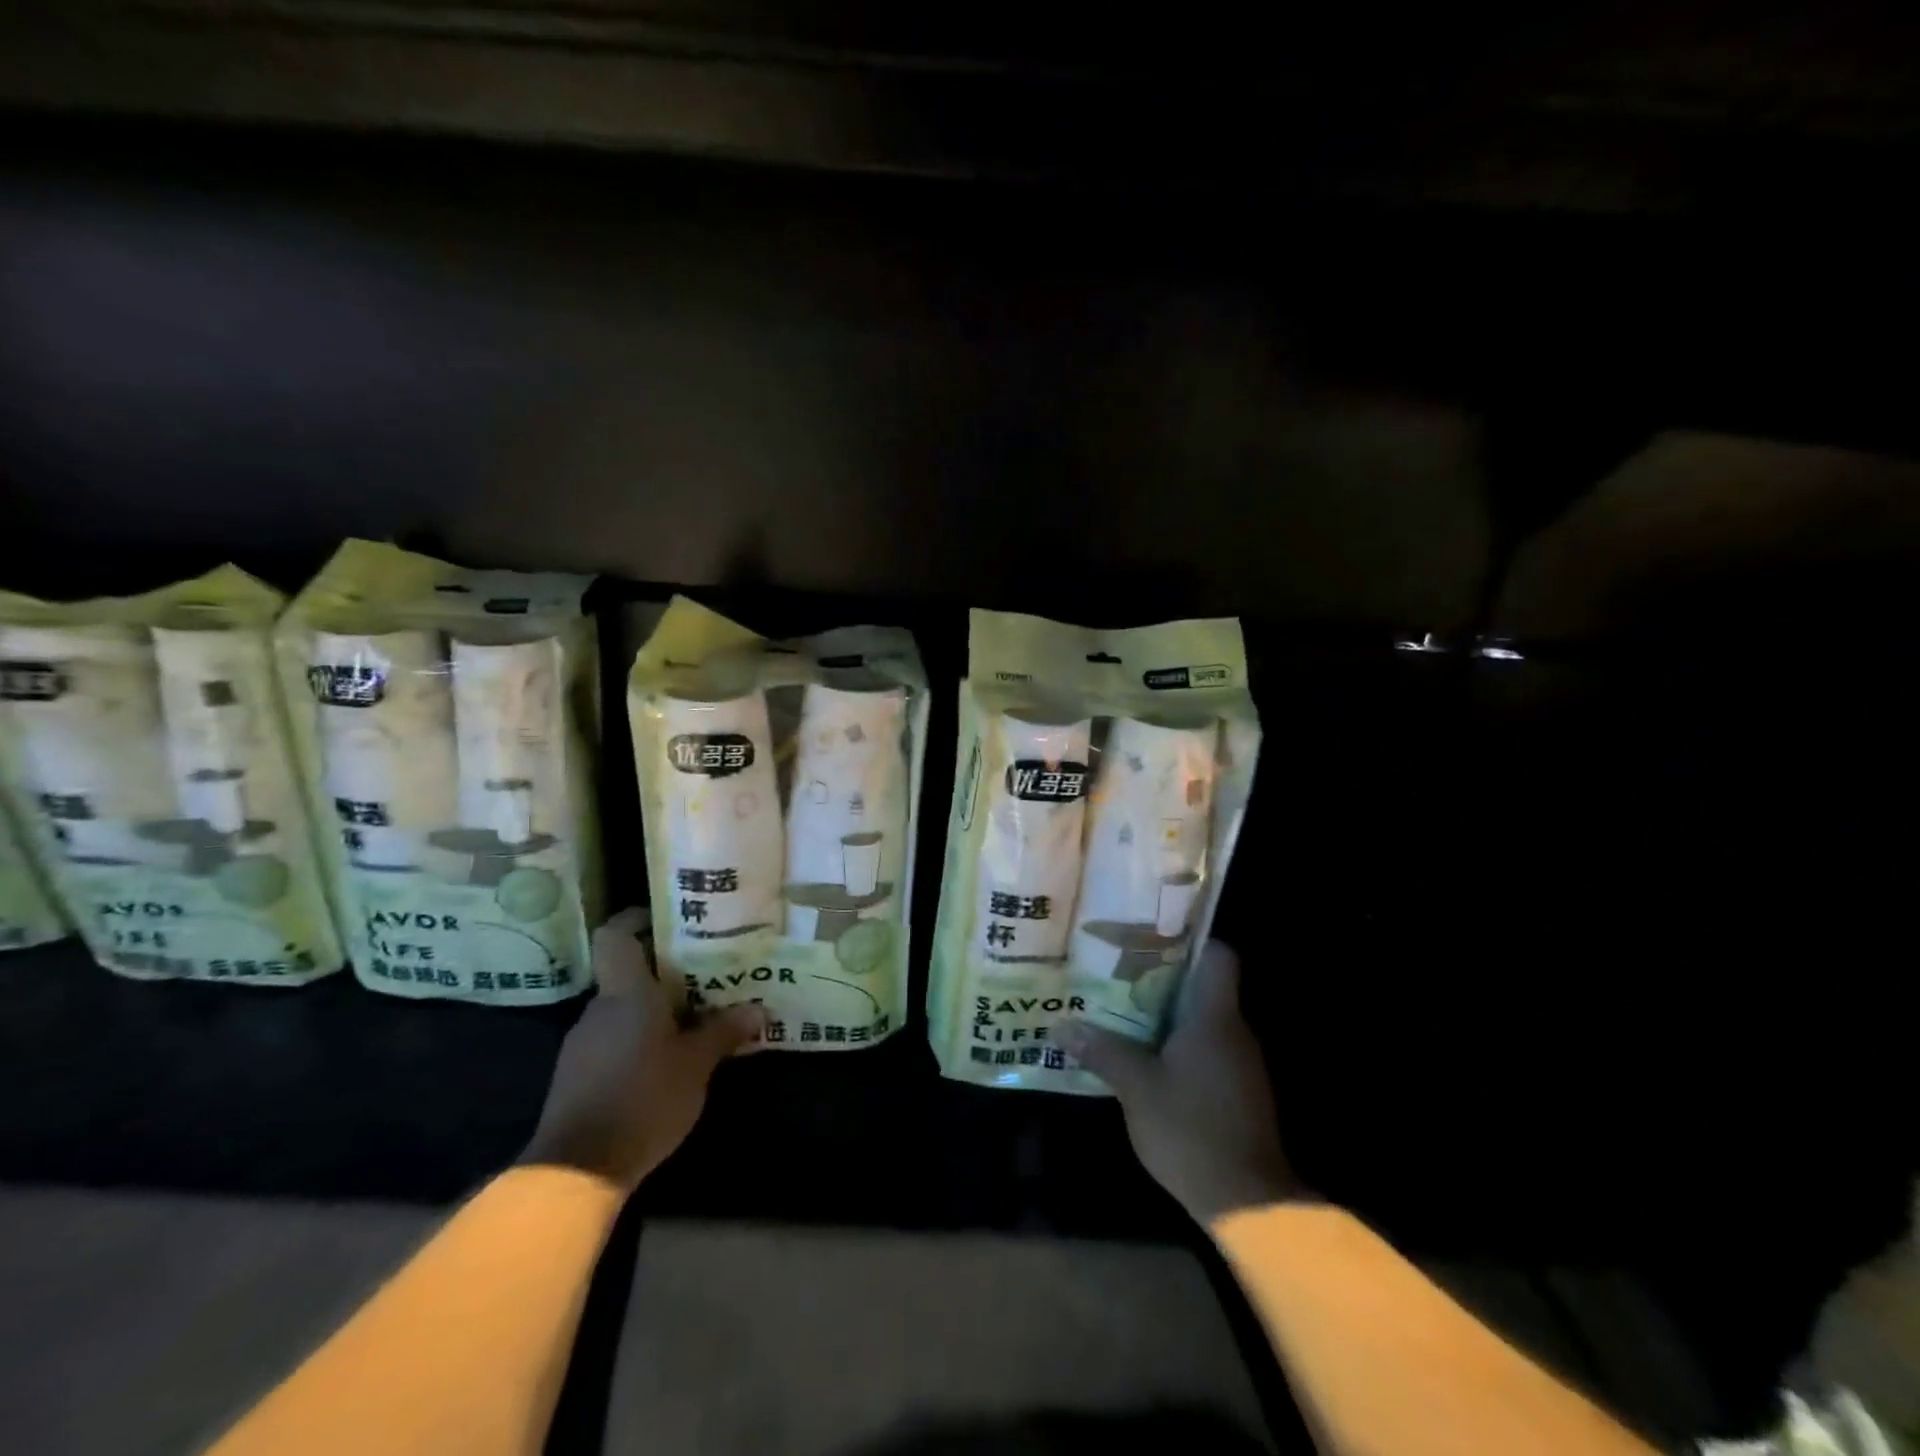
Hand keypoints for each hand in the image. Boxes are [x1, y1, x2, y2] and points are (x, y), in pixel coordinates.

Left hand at [520, 907, 765, 1190]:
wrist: (577, 1169)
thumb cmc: (643, 1098)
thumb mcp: (696, 1064)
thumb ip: (724, 1032)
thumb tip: (758, 1010)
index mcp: (626, 992)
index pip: (617, 934)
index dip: (637, 919)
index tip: (669, 919)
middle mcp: (600, 1008)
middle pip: (628, 972)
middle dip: (664, 972)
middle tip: (705, 974)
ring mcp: (583, 1042)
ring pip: (623, 1009)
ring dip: (653, 1010)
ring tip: (694, 1019)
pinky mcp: (577, 1074)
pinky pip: (613, 1039)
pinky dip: (638, 1039)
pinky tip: (665, 1060)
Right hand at [1055, 942, 1301, 1225]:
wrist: (1247, 1202)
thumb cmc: (1191, 1129)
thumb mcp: (1136, 1088)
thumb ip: (1102, 1051)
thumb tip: (1061, 1025)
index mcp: (1214, 1017)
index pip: (1218, 956)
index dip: (1190, 939)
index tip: (1151, 934)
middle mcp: (1233, 1031)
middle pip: (1203, 986)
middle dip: (1162, 976)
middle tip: (1118, 969)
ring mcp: (1240, 1063)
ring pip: (1202, 1019)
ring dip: (1168, 1013)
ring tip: (1122, 1006)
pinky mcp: (1238, 1091)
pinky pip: (1207, 1049)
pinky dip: (1179, 1044)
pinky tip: (1146, 1054)